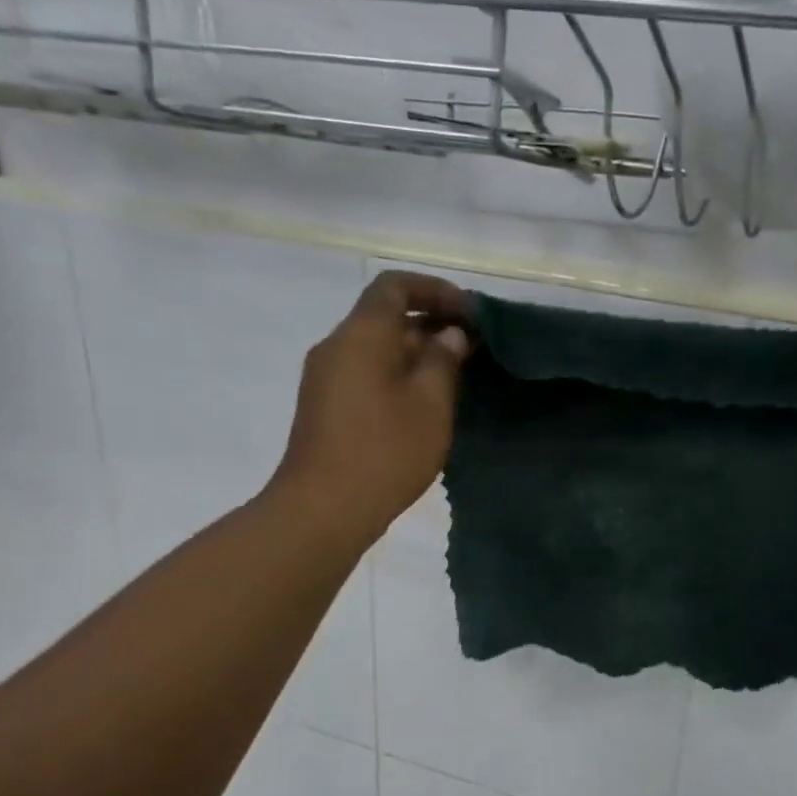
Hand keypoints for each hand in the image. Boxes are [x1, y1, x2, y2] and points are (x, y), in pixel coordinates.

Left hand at [269, 271, 473, 546]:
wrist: (323, 509)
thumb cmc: (385, 450)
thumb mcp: (430, 403)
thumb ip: (443, 360)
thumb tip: (449, 335)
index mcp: (362, 334)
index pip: (395, 286)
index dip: (436, 290)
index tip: (470, 314)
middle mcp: (337, 345)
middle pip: (385, 316)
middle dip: (431, 323)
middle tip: (473, 347)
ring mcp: (325, 377)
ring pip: (376, 347)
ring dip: (416, 352)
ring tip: (455, 376)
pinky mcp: (325, 406)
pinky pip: (365, 372)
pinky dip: (397, 373)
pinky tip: (424, 403)